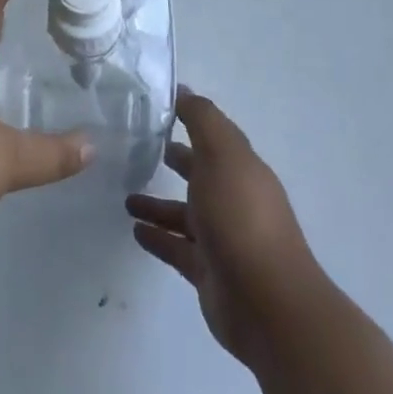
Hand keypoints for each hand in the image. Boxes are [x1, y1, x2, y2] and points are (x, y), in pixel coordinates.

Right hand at [127, 91, 319, 363]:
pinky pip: (177, 247)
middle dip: (177, 160)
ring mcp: (222, 238)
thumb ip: (202, 120)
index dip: (191, 120)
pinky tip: (134, 230)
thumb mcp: (223, 155)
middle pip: (201, 174)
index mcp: (241, 169)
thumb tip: (184, 90)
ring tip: (125, 196)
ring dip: (158, 203)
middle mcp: (234, 200)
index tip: (158, 108)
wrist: (266, 303)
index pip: (214, 136)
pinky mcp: (208, 272)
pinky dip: (157, 237)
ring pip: (185, 213)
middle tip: (139, 149)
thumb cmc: (241, 217)